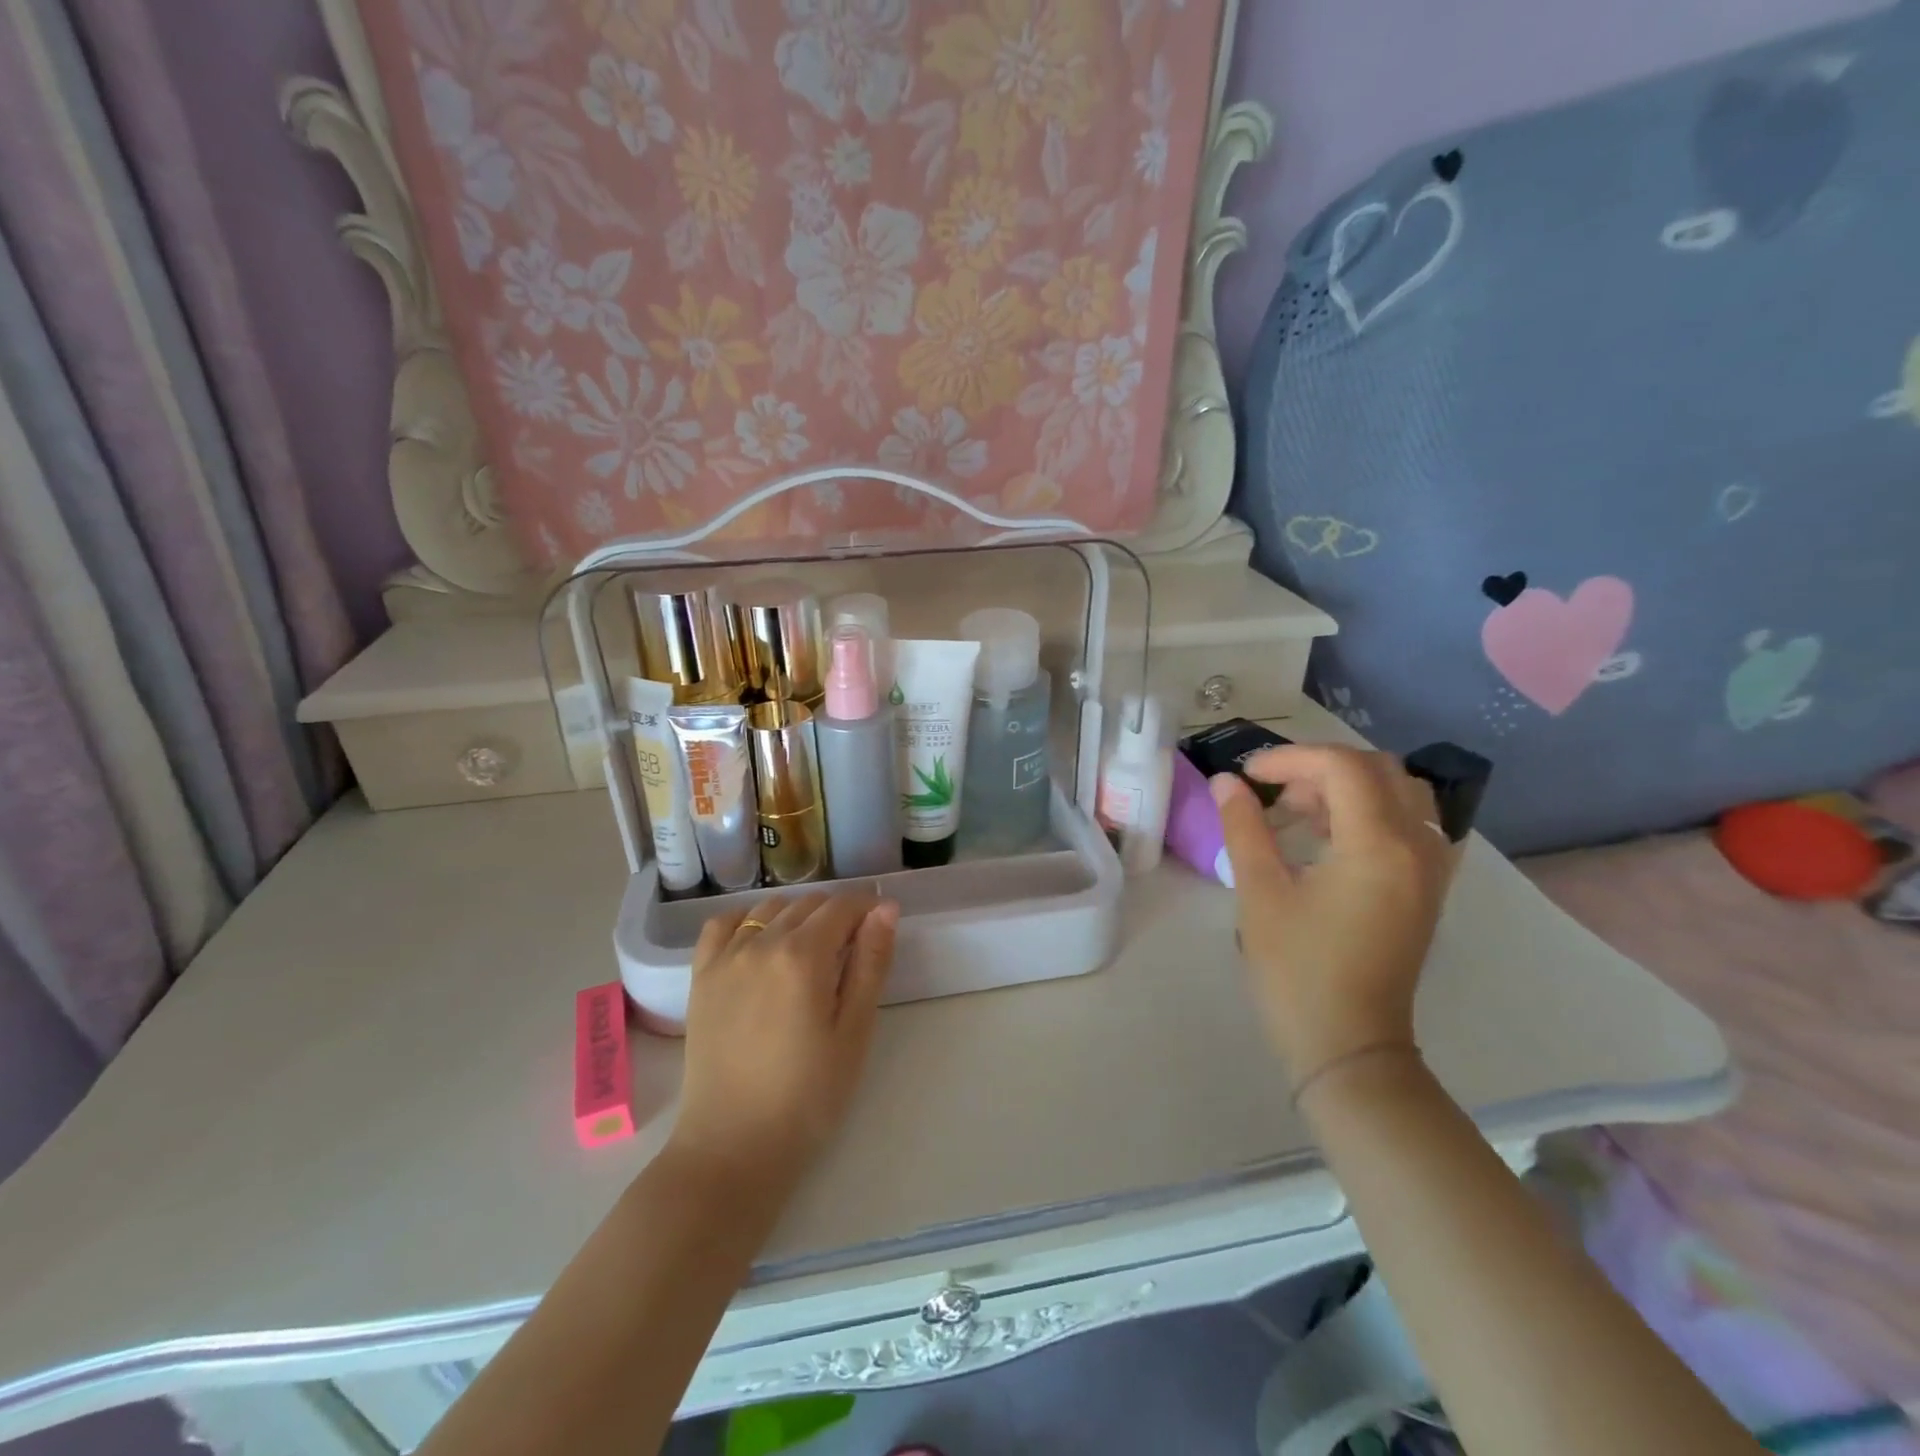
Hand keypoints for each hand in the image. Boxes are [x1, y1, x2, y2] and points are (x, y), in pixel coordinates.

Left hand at [671, 892, 898, 1197]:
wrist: (733, 1147)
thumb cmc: (808, 1096)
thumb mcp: (854, 1032)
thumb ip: (870, 963)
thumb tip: (885, 908)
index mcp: (803, 956)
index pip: (843, 907)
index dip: (868, 909)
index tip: (881, 927)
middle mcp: (761, 943)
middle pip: (809, 904)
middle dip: (837, 914)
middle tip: (852, 949)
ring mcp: (726, 957)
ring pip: (770, 909)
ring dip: (798, 916)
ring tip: (811, 950)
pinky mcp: (701, 976)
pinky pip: (723, 924)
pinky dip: (747, 920)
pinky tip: (761, 941)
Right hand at [1211, 746, 1449, 1081]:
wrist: (1348, 1046)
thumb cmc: (1297, 970)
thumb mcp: (1260, 893)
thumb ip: (1244, 827)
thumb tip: (1227, 782)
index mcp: (1378, 846)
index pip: (1343, 768)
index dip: (1290, 759)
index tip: (1248, 776)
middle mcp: (1418, 847)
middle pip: (1379, 771)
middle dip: (1321, 769)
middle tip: (1275, 794)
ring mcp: (1431, 870)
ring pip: (1402, 794)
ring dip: (1350, 788)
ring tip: (1302, 815)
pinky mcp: (1428, 890)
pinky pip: (1412, 825)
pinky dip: (1372, 813)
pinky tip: (1332, 840)